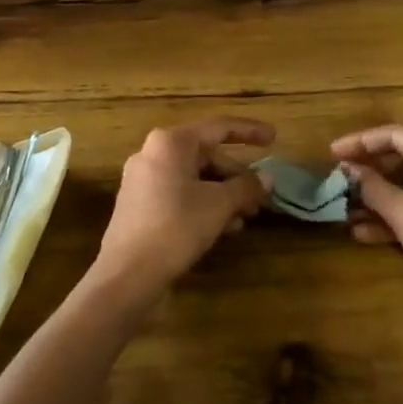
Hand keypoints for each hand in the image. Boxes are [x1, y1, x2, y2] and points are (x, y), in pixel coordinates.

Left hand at [96, 118, 273, 297]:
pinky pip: (179, 195)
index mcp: (170, 143)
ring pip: (193, 178)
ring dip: (223, 195)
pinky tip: (221, 229)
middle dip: (236, 176)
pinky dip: (203, 205)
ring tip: (244, 219)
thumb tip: (267, 178)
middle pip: (205, 156)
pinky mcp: (139, 206)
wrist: (127, 275)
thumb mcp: (219, 205)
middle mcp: (152, 154)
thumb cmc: (176, 227)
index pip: (218, 128)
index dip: (249, 131)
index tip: (274, 138)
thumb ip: (246, 187)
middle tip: (260, 199)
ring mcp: (142, 181)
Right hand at [332, 124, 402, 356]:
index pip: (398, 135)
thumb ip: (372, 185)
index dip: (361, 141)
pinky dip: (392, 218)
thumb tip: (347, 168)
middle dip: (369, 171)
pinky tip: (361, 233)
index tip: (332, 153)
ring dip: (377, 198)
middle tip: (338, 178)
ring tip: (343, 207)